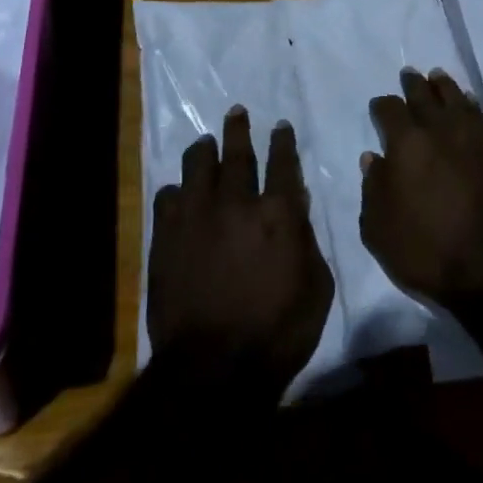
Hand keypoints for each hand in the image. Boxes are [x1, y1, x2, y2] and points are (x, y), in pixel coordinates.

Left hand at [147, 108, 333, 395]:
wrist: (212, 371)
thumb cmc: (276, 334)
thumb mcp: (316, 289)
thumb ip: (308, 241)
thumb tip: (298, 205)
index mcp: (277, 213)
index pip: (282, 162)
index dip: (283, 141)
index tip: (281, 126)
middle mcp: (236, 202)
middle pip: (237, 152)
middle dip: (239, 129)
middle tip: (237, 111)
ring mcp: (196, 216)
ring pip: (197, 165)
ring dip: (204, 149)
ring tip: (206, 143)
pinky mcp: (166, 236)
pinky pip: (167, 197)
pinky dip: (176, 191)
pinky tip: (179, 194)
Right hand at [360, 69, 482, 311]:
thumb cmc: (427, 252)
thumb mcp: (380, 231)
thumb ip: (372, 190)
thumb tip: (373, 159)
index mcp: (406, 144)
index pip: (389, 110)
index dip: (382, 106)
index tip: (379, 108)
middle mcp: (439, 130)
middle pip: (424, 94)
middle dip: (413, 84)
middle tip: (409, 75)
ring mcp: (473, 138)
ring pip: (455, 98)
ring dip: (443, 86)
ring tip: (437, 77)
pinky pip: (480, 116)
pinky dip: (469, 105)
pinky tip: (467, 104)